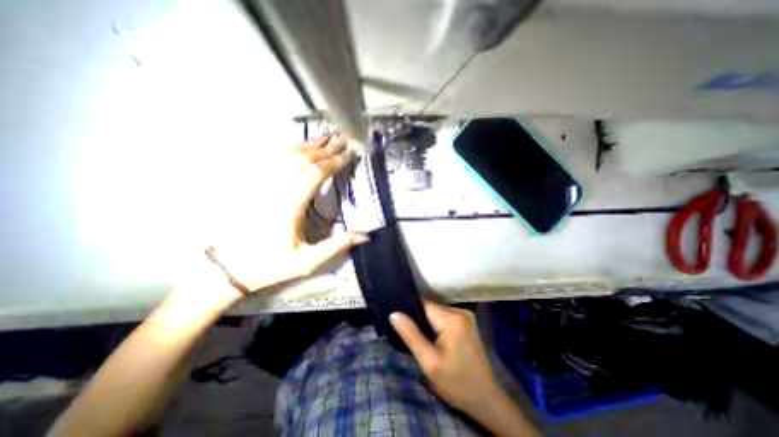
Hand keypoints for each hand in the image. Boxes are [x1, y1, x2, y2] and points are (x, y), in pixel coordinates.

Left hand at [210, 133, 369, 294]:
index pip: (314, 174)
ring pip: (286, 155)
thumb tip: (365, 236)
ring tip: (327, 136)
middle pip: (301, 158)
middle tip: (343, 139)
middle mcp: (274, 190)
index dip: (333, 162)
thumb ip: (338, 246)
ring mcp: (262, 185)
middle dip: (325, 147)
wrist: (233, 266)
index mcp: (288, 207)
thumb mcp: (308, 261)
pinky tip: (303, 146)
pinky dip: (292, 149)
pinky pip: (275, 160)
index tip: (348, 155)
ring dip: (309, 143)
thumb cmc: (272, 265)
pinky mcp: (256, 185)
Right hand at [389, 301, 497, 412]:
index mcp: (452, 319)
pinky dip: (436, 324)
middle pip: (430, 308)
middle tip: (408, 334)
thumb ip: (411, 335)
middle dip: (419, 318)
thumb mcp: (429, 361)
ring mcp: (465, 315)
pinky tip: (432, 337)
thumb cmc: (456, 382)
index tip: (399, 320)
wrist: (484, 398)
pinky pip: (444, 316)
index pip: (424, 304)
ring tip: (420, 337)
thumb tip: (394, 313)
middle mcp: (460, 311)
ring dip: (427, 322)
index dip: (410, 310)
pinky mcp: (466, 321)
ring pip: (436, 312)